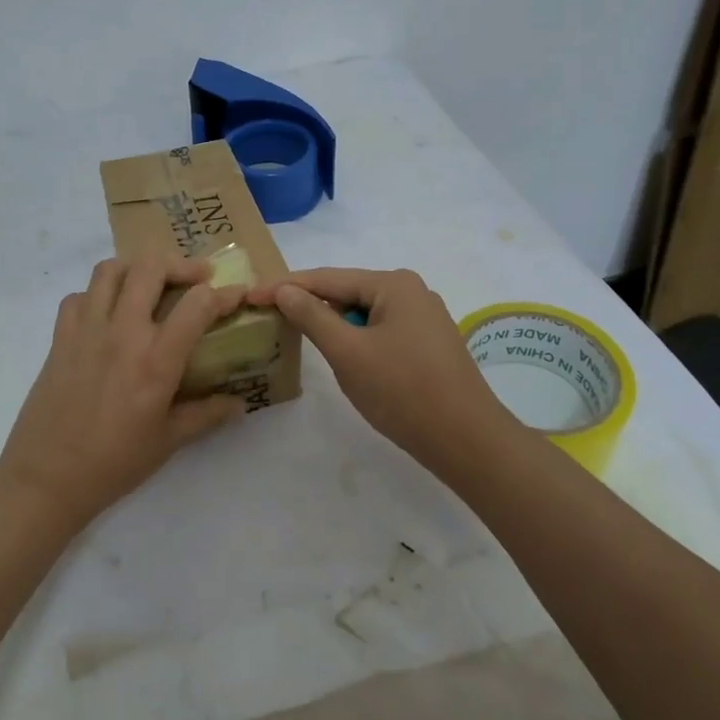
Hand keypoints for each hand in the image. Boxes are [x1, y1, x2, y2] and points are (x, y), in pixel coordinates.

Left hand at [0, 257, 247, 529]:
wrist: (47, 478)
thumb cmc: (114, 463)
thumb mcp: (168, 442)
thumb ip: (206, 414)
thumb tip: (239, 403)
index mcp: (156, 361)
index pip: (197, 304)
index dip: (223, 294)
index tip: (236, 295)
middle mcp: (123, 333)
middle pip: (151, 267)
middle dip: (181, 264)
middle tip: (196, 278)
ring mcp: (87, 330)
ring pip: (111, 270)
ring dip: (136, 269)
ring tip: (150, 285)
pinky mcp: (60, 337)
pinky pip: (79, 296)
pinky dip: (97, 295)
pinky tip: (107, 314)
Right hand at [247, 267, 515, 476]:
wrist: (467, 441)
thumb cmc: (403, 392)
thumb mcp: (348, 353)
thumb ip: (312, 316)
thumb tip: (285, 290)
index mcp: (394, 284)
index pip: (327, 279)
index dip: (286, 287)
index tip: (251, 296)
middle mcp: (412, 291)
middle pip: (347, 292)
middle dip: (310, 305)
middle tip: (271, 316)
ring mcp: (424, 318)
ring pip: (363, 314)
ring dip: (333, 325)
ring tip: (299, 336)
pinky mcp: (429, 343)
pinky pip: (380, 330)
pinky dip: (356, 339)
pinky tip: (342, 356)